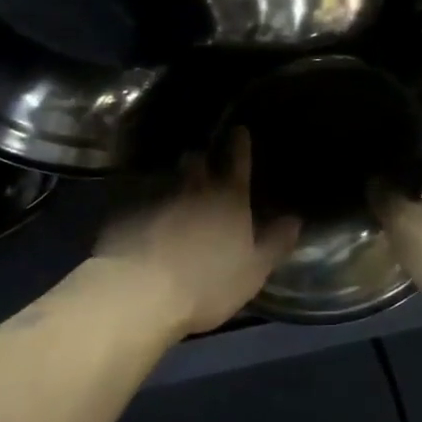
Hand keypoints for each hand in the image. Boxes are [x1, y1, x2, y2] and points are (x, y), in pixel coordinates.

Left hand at [94, 131, 300, 335]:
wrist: (140, 292)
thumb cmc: (208, 283)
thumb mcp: (254, 270)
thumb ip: (276, 243)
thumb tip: (295, 219)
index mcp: (230, 198)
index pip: (238, 161)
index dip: (240, 144)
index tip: (239, 129)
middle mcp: (194, 189)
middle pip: (198, 162)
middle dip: (201, 159)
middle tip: (202, 161)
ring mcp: (157, 198)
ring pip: (168, 179)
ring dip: (174, 181)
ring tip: (175, 189)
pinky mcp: (127, 214)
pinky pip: (142, 201)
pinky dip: (148, 205)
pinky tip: (146, 218)